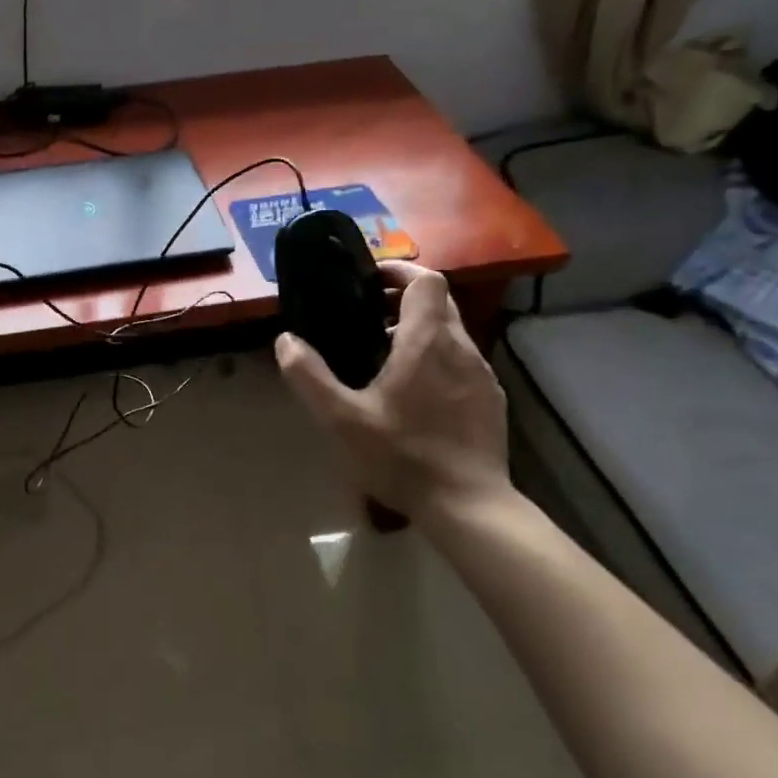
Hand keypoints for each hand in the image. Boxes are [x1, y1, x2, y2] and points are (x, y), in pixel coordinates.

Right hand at [275, 262, 508, 521]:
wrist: (468, 507)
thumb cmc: (402, 456)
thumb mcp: (341, 419)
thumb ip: (309, 376)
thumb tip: (285, 340)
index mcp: (427, 341)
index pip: (426, 280)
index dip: (399, 271)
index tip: (370, 281)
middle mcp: (461, 348)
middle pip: (440, 302)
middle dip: (404, 300)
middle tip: (368, 318)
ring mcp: (483, 375)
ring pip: (452, 333)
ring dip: (421, 332)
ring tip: (386, 359)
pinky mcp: (492, 400)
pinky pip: (463, 362)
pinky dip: (439, 360)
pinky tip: (417, 395)